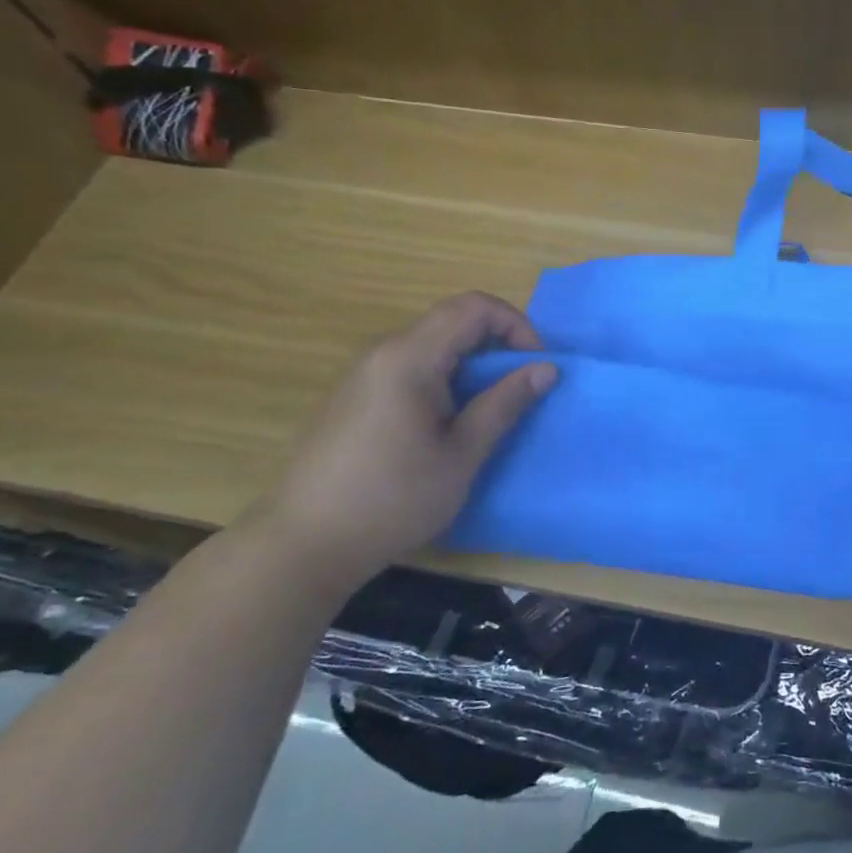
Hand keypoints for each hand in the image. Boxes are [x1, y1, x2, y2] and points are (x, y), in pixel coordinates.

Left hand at [250, 293, 556, 592]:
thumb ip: (505, 403)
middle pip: (453, 320)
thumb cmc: (393, 500)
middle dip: (497, 343)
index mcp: (410, 358)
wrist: (304, 545)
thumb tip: (547, 368)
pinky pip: (411, 365)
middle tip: (520, 386)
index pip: (474, 307)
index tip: (534, 366)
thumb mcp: (462, 454)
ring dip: (472, 361)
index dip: (516, 325)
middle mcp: (383, 353)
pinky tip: (446, 422)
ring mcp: (364, 374)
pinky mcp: (355, 396)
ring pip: (432, 343)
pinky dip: (445, 376)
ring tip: (489, 406)